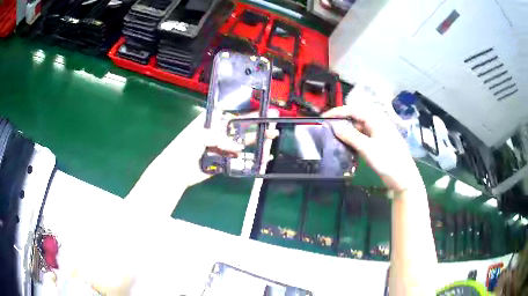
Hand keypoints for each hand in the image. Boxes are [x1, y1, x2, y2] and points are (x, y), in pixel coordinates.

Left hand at [182, 109, 278, 186]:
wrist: (177, 170)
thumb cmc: (184, 147)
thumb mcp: (200, 136)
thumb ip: (220, 138)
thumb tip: (238, 147)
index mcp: (211, 121)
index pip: (231, 111)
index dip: (245, 108)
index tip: (260, 106)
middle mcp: (218, 132)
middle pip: (240, 127)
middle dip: (256, 124)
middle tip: (272, 122)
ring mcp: (222, 146)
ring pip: (242, 142)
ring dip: (256, 140)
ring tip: (271, 138)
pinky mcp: (224, 160)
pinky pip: (238, 158)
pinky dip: (250, 158)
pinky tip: (261, 157)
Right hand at [323, 103, 422, 191]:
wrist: (404, 179)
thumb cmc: (388, 161)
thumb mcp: (368, 148)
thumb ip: (351, 136)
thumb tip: (335, 127)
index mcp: (376, 120)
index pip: (354, 110)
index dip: (338, 112)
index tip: (324, 118)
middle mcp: (377, 124)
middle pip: (356, 117)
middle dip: (342, 121)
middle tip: (327, 128)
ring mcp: (378, 135)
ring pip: (359, 128)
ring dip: (347, 131)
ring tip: (333, 137)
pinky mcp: (378, 145)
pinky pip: (363, 138)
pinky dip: (353, 140)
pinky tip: (346, 146)